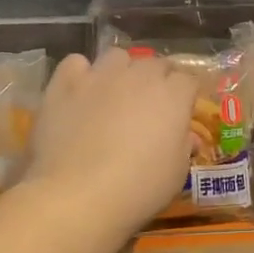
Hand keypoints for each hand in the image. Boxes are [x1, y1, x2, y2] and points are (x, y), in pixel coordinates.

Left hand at [22, 48, 200, 243]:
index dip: (186, 95)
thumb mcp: (176, 174)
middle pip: (155, 64)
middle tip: (151, 107)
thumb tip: (186, 136)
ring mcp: (99, 76)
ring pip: (117, 57)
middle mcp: (139, 76)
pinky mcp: (64, 84)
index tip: (182, 113)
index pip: (188, 80)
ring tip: (115, 95)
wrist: (78, 195)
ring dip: (122, 71)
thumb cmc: (139, 189)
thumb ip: (184, 147)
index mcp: (173, 96)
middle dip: (158, 80)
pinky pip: (76, 63)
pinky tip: (80, 94)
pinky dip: (81, 74)